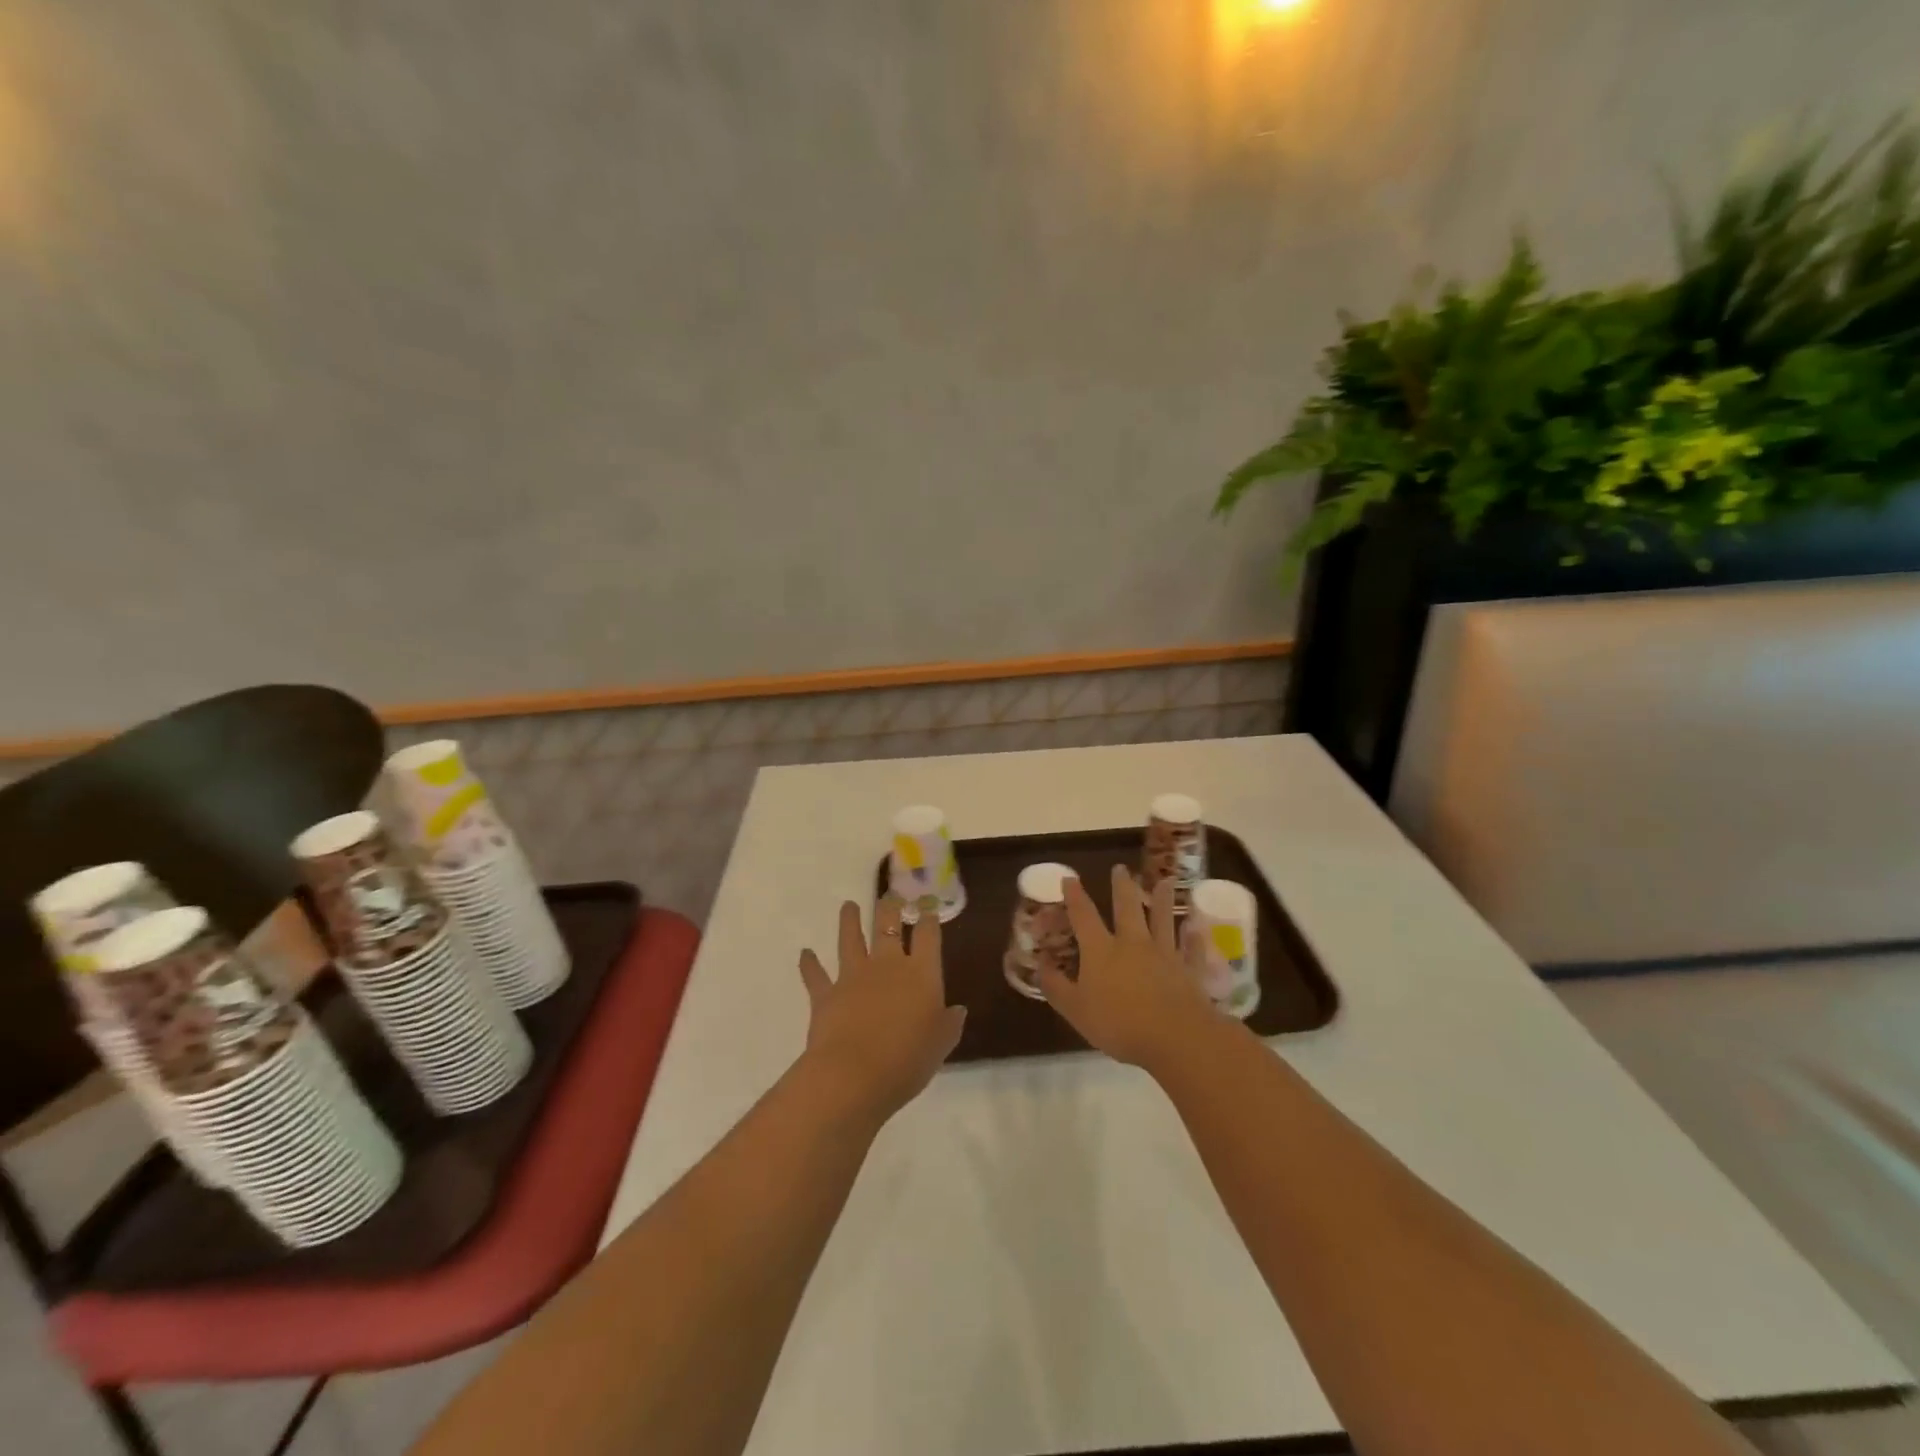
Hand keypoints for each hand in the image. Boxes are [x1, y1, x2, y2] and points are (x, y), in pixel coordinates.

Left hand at [798, 896, 966, 1124]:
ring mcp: (853, 976)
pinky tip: (805, 953)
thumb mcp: (941, 1045)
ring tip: (848, 905)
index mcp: (921, 973)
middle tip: (889, 896)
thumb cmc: (907, 1060)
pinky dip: (809, 963)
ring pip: (850, 939)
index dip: (929, 920)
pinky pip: (815, 974)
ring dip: (849, 921)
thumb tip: (957, 1010)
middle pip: (888, 926)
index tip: (928, 909)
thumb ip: (949, 1024)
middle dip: (889, 908)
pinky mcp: (825, 993)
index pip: (928, 936)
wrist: (854, 1075)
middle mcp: (887, 965)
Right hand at [1039, 864, 1217, 1067]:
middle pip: (1127, 908)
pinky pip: (1191, 950)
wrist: (1175, 1037)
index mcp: (1101, 950)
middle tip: (1122, 868)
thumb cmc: (1119, 1024)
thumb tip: (1040, 964)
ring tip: (1166, 881)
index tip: (1069, 878)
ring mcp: (1164, 955)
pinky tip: (1196, 928)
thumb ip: (1056, 986)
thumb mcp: (1075, 1010)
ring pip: (1163, 920)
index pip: (1084, 916)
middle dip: (1122, 886)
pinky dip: (1193, 938)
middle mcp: (1133, 944)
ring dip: (1163, 900)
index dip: (1075, 896)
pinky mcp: (1189, 971)